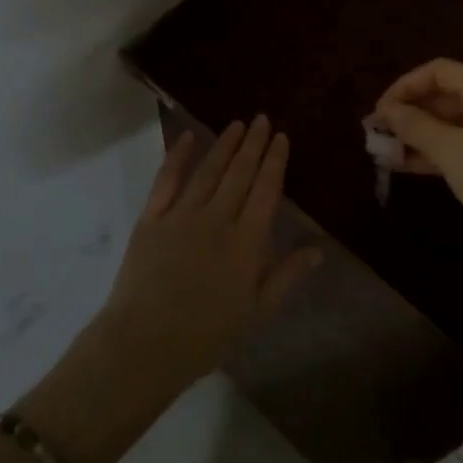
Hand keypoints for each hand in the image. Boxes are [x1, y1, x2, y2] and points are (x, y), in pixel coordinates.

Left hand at [97, 116, 321, 389]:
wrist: (145, 343)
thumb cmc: (207, 334)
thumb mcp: (258, 312)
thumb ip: (287, 276)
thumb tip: (317, 249)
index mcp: (246, 241)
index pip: (265, 190)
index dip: (275, 161)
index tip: (281, 137)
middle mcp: (216, 218)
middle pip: (239, 173)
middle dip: (253, 144)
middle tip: (262, 119)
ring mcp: (181, 215)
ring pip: (208, 171)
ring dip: (224, 145)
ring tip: (236, 124)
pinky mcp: (151, 219)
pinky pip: (166, 180)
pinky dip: (177, 156)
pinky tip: (187, 137)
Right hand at [371, 59, 462, 264]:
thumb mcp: (453, 152)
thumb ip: (416, 126)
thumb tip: (385, 110)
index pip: (438, 71)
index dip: (404, 85)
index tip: (379, 111)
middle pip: (440, 96)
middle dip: (406, 112)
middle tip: (374, 133)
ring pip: (444, 123)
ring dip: (413, 134)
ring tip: (382, 152)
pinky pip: (454, 146)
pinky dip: (429, 152)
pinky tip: (403, 166)